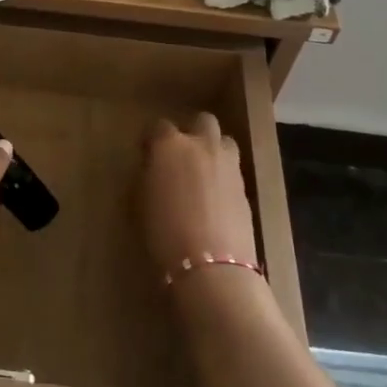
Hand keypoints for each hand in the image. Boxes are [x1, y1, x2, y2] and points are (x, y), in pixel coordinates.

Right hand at [136, 114, 258, 273]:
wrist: (211, 265)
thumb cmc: (163, 233)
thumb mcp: (140, 202)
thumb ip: (148, 177)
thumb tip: (154, 171)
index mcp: (169, 145)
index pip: (158, 126)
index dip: (152, 140)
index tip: (147, 155)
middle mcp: (202, 145)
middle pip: (202, 121)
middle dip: (192, 132)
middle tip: (181, 157)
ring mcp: (229, 164)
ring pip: (224, 141)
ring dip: (214, 150)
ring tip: (203, 174)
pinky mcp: (246, 187)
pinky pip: (234, 170)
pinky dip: (224, 177)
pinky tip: (216, 199)